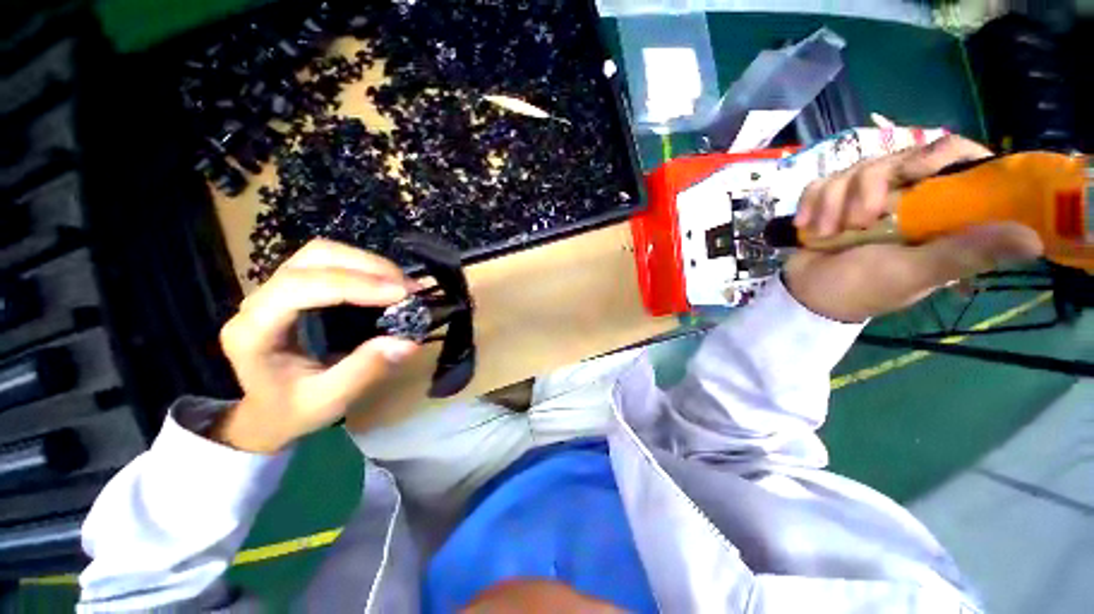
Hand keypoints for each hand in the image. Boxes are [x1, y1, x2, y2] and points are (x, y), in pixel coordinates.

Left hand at [213, 239, 420, 452]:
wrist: (269, 412)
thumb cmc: (293, 410)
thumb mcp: (329, 400)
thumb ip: (365, 370)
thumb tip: (408, 342)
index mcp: (254, 331)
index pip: (299, 287)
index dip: (353, 285)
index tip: (400, 295)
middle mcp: (258, 301)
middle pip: (312, 258)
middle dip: (366, 267)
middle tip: (407, 288)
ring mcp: (275, 289)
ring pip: (322, 253)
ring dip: (368, 264)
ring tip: (402, 285)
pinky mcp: (295, 288)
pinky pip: (331, 263)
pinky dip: (365, 268)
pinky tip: (387, 284)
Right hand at [785, 134, 1043, 322]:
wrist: (806, 295)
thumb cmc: (862, 289)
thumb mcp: (914, 273)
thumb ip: (963, 254)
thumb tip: (1035, 240)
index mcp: (938, 210)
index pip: (953, 157)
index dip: (935, 155)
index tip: (911, 173)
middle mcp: (907, 196)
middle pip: (896, 157)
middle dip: (868, 187)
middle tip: (857, 222)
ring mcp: (865, 197)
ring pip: (853, 169)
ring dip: (833, 202)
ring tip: (827, 233)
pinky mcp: (831, 201)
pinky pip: (821, 183)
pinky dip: (811, 203)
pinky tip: (808, 227)